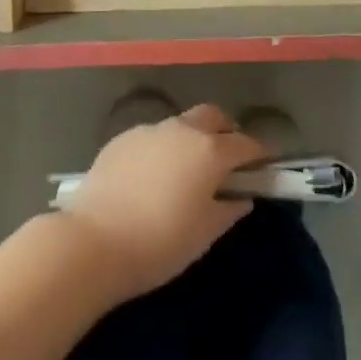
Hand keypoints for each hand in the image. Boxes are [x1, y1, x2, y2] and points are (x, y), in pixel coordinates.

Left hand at [60, 103, 266, 299]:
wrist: (94, 241)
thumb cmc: (159, 243)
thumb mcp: (203, 234)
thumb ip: (228, 210)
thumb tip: (242, 197)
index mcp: (209, 151)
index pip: (245, 144)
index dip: (259, 152)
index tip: (266, 163)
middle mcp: (182, 130)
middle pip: (213, 116)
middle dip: (226, 130)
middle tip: (228, 155)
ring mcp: (150, 130)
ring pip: (181, 123)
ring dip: (192, 137)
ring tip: (188, 167)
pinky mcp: (122, 138)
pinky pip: (153, 136)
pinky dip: (163, 148)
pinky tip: (153, 174)